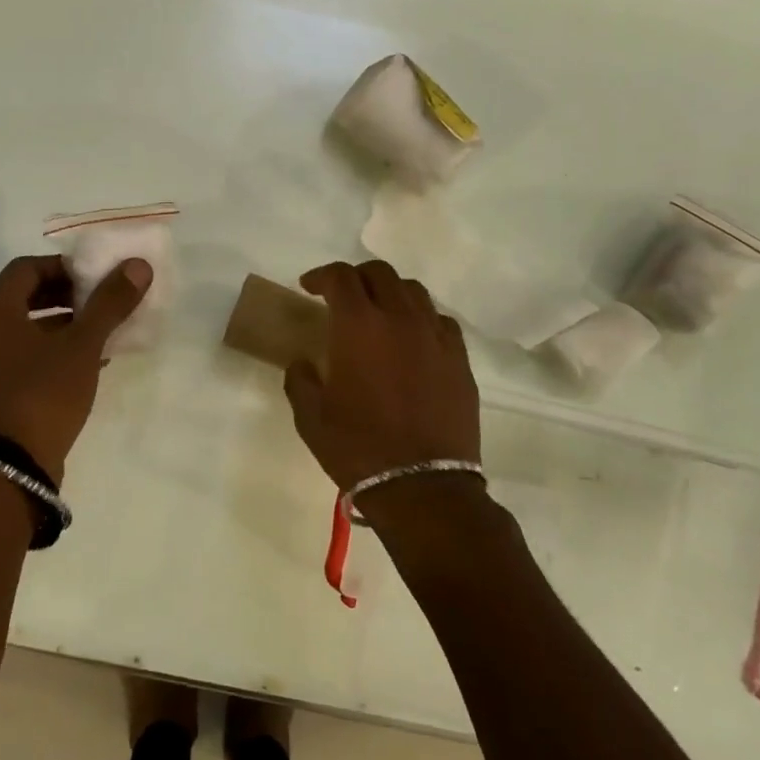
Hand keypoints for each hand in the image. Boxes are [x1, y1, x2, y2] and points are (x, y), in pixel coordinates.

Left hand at [0, 254, 151, 481]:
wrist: (10, 467)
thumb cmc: (44, 393)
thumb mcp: (83, 345)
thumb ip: (109, 303)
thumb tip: (138, 265)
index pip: (27, 267)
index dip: (64, 266)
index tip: (96, 277)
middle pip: (24, 296)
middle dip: (65, 294)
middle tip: (100, 302)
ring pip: (24, 328)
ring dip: (61, 324)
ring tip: (99, 332)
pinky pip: (21, 356)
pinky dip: (50, 351)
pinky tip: (84, 365)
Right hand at [282, 259, 479, 488]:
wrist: (422, 486)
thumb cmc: (358, 449)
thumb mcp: (311, 418)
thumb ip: (300, 381)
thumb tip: (302, 363)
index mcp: (359, 326)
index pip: (340, 277)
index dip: (321, 275)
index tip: (309, 287)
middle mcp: (400, 318)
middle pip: (380, 273)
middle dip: (356, 276)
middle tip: (341, 295)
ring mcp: (435, 336)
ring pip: (414, 291)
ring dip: (390, 292)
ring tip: (379, 311)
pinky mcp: (459, 358)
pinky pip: (440, 320)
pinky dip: (420, 318)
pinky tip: (413, 338)